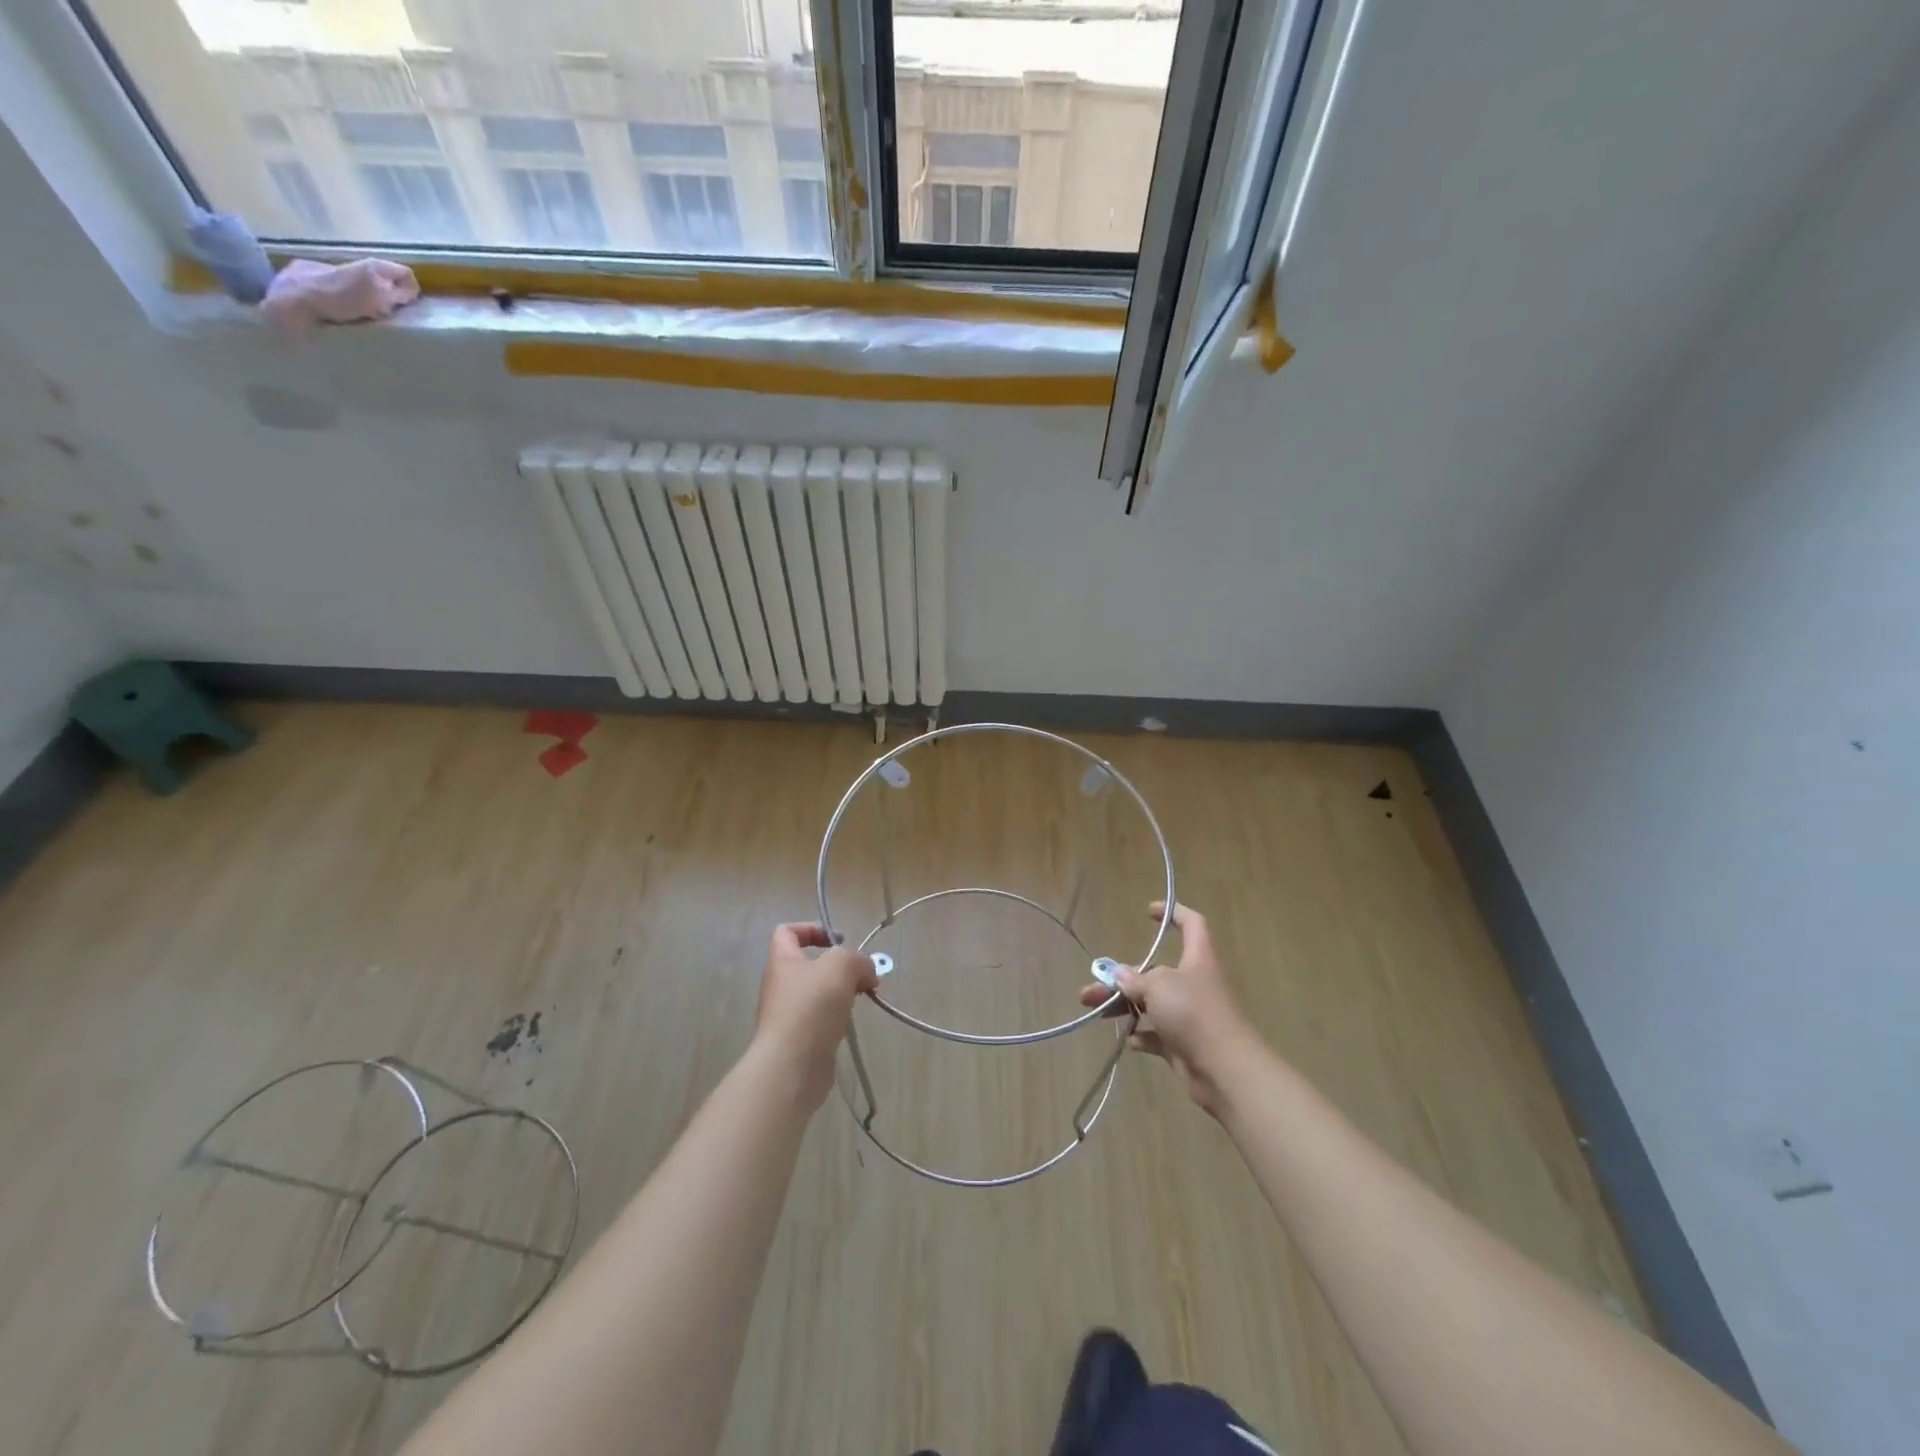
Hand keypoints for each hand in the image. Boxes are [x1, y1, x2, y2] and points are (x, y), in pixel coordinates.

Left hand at [751, 923, 877, 1109]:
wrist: (792, 1066)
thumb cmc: (811, 1006)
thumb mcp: (841, 966)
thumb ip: (857, 960)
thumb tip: (867, 971)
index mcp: (782, 961)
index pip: (786, 932)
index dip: (811, 929)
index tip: (838, 940)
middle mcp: (781, 985)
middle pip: (808, 964)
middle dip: (838, 966)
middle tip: (861, 974)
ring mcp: (787, 1014)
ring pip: (818, 992)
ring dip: (841, 991)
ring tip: (862, 997)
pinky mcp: (799, 1039)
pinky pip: (820, 1019)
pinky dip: (838, 1017)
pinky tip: (851, 1022)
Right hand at [1079, 902, 1260, 1116]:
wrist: (1225, 1070)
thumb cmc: (1194, 1013)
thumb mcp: (1159, 986)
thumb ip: (1136, 979)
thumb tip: (1121, 975)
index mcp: (1198, 959)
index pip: (1192, 924)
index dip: (1173, 913)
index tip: (1149, 911)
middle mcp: (1195, 983)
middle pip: (1156, 972)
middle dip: (1122, 978)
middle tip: (1092, 986)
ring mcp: (1190, 1015)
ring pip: (1151, 1004)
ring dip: (1124, 1006)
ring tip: (1095, 1011)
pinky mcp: (1185, 1043)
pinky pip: (1158, 1034)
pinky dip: (1143, 1035)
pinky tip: (1131, 1039)